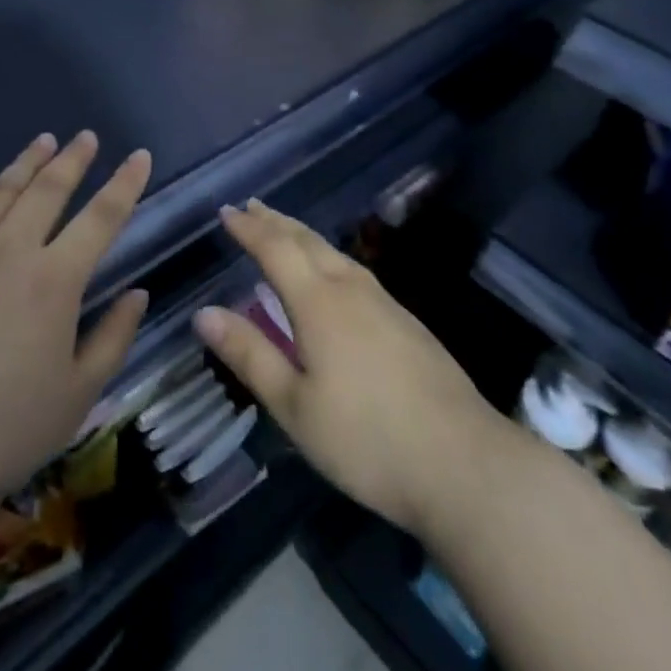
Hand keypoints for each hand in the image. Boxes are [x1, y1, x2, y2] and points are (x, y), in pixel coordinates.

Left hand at [0, 132, 151, 513]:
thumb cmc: (3, 431)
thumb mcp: (78, 394)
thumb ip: (114, 338)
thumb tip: (137, 293)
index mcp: (55, 280)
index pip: (102, 217)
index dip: (125, 183)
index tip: (139, 155)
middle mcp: (9, 250)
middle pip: (49, 189)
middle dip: (73, 159)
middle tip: (86, 136)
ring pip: (1, 190)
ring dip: (27, 162)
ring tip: (44, 140)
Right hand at [194, 202, 503, 534]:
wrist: (465, 463)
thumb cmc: (367, 439)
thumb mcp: (295, 406)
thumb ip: (250, 355)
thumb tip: (204, 313)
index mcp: (318, 303)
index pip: (275, 249)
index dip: (249, 229)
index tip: (227, 212)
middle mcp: (350, 289)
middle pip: (307, 241)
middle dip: (275, 222)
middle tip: (252, 207)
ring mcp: (385, 303)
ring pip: (335, 253)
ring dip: (303, 236)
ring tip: (285, 231)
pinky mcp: (408, 323)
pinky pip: (355, 271)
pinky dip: (328, 257)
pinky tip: (334, 275)